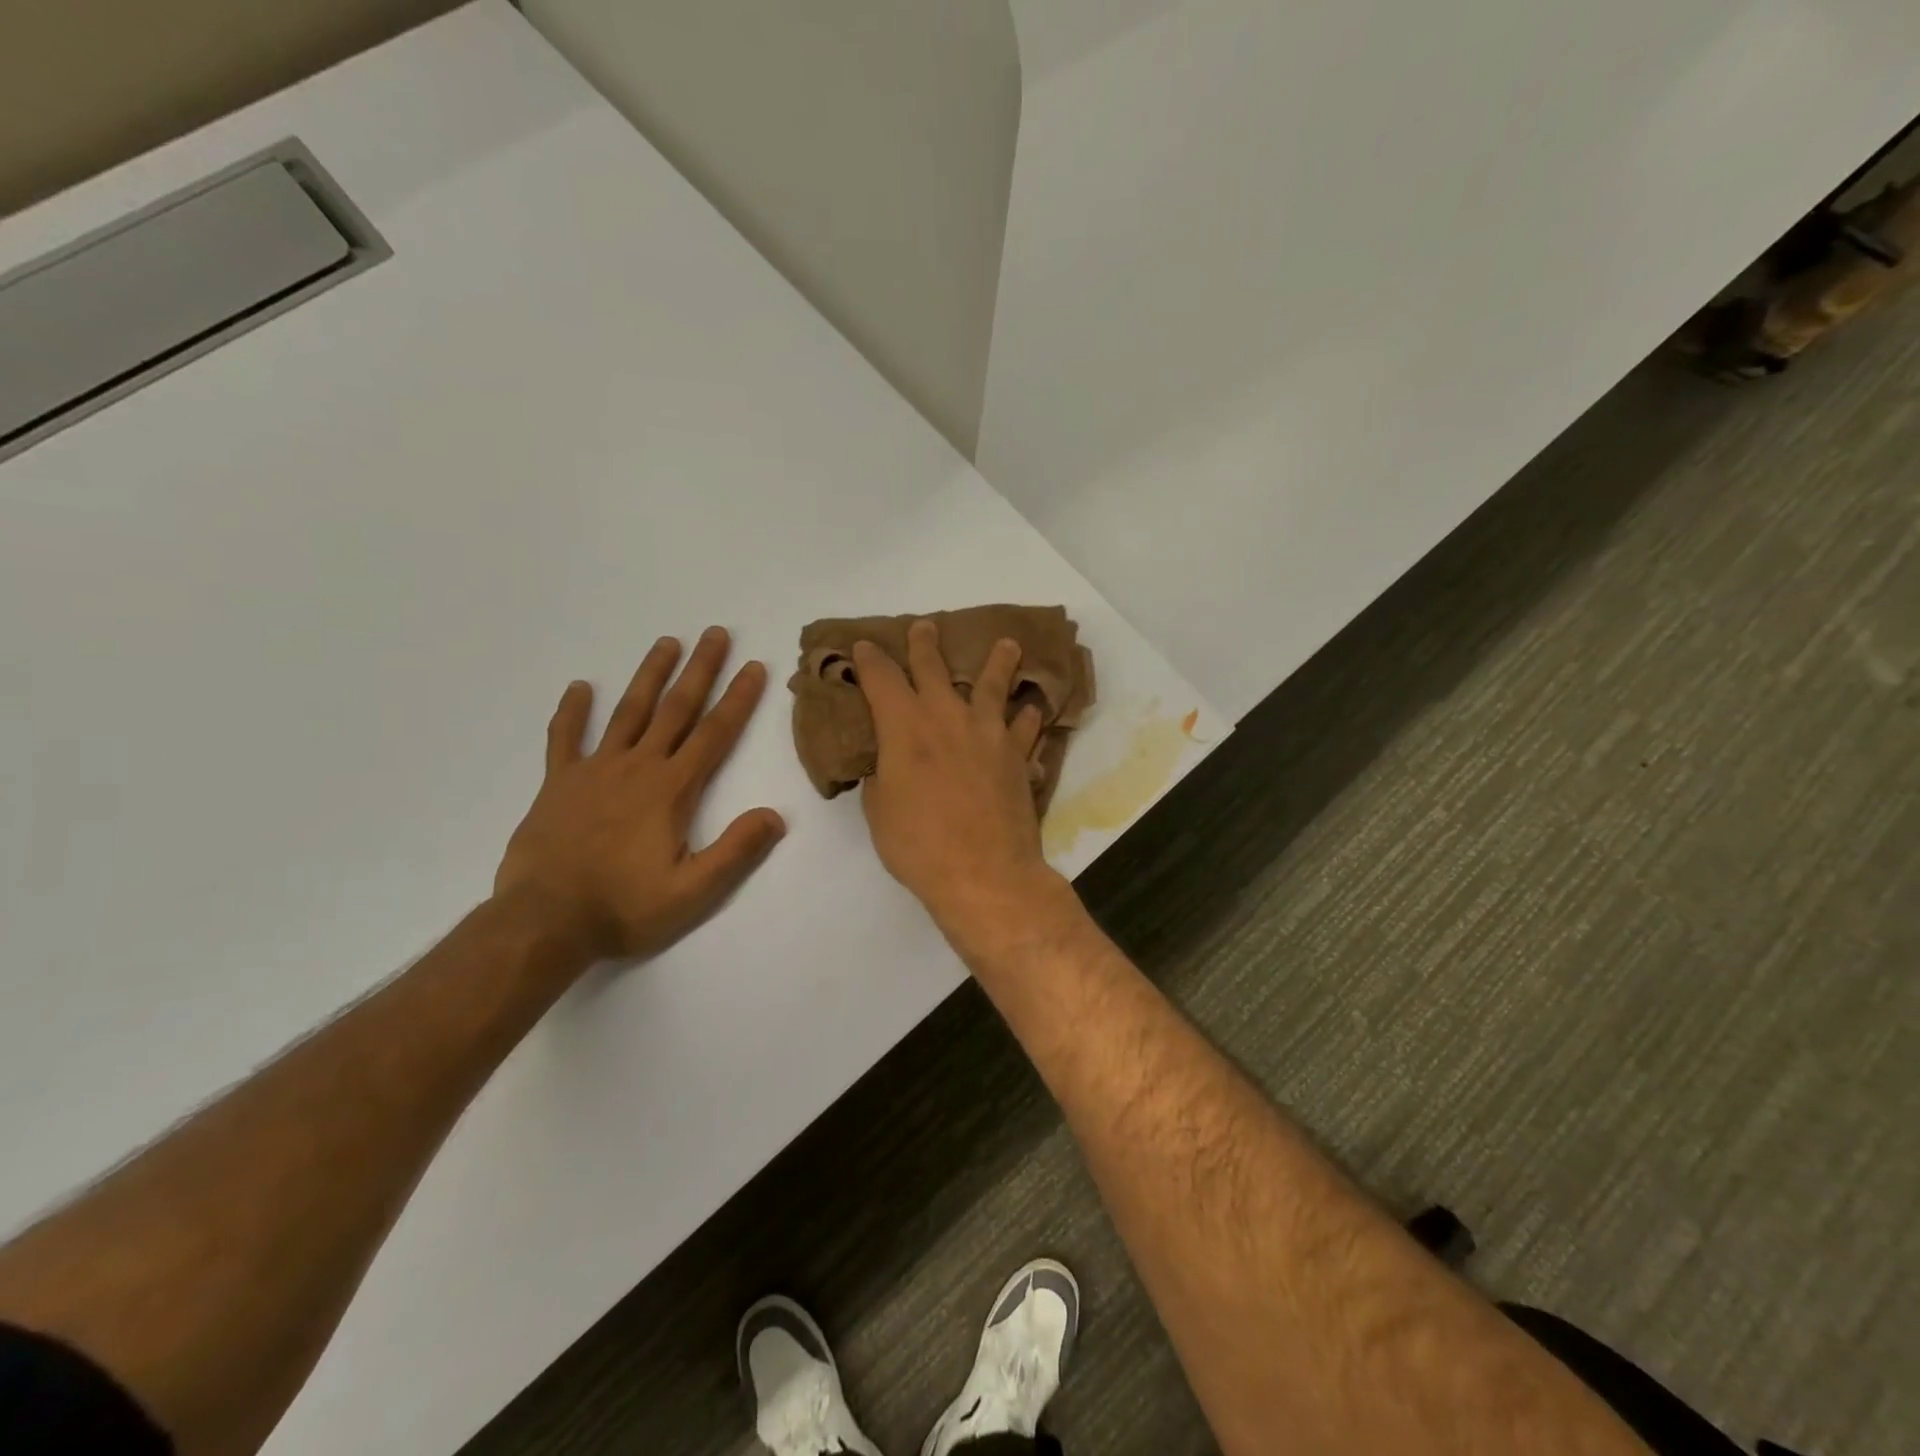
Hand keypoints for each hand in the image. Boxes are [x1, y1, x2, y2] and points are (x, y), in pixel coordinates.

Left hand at [495, 628, 785, 961]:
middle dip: (700, 670)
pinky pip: (565, 739)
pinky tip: (580, 687)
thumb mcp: (693, 891)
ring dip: (650, 676)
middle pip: (676, 709)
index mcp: (672, 790)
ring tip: (666, 642)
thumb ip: (736, 850)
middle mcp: (637, 767)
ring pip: (629, 712)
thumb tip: (775, 815)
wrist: (544, 922)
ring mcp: (594, 770)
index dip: (738, 699)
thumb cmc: (624, 907)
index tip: (754, 667)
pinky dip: (572, 712)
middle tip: (715, 634)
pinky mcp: (558, 784)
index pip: (714, 734)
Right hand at [854, 620, 1064, 938]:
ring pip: (993, 685)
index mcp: (904, 726)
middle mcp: (947, 716)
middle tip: (925, 626)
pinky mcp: (1017, 754)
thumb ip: (881, 775)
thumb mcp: (879, 810)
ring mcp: (988, 732)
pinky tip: (1032, 709)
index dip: (870, 659)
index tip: (865, 646)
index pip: (882, 678)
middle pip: (934, 667)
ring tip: (1008, 645)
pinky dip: (1028, 716)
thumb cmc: (918, 845)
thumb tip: (888, 761)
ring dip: (998, 662)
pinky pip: (1026, 726)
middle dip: (925, 644)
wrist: (983, 872)